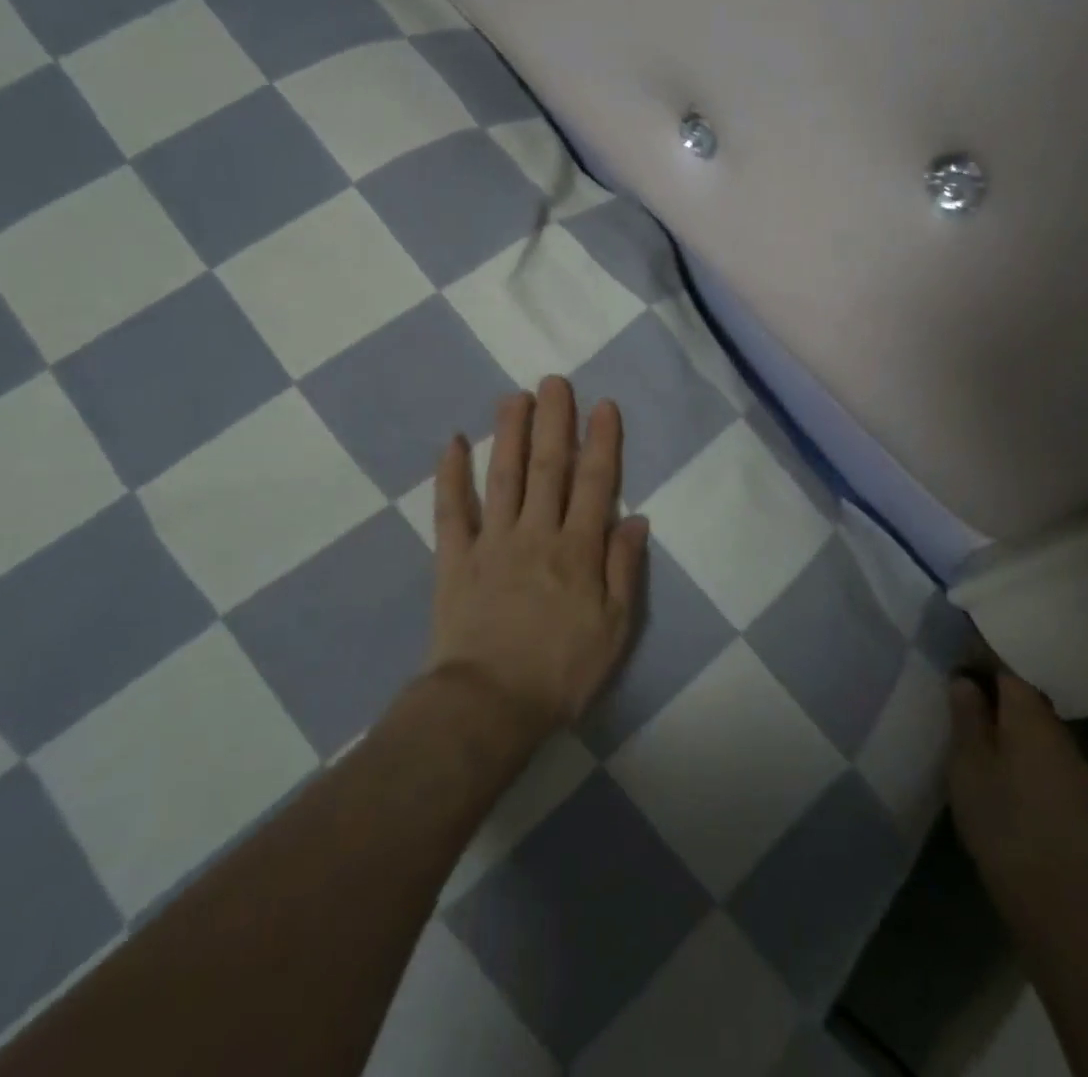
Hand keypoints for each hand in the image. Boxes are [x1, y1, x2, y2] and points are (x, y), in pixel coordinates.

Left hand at [425, 377, 648, 738]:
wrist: (488, 706)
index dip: (601, 441)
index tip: (604, 405)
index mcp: (578, 549)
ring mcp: (491, 542)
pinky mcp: (454, 559)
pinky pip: (451, 510)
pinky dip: (450, 476)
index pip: (595, 483)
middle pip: (548, 467)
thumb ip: (624, 570)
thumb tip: (637, 519)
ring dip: (509, 433)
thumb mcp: (614, 629)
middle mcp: (536, 533)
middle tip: (554, 381)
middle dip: (554, 421)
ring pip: (503, 476)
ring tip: (514, 396)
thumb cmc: (561, 672)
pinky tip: (452, 443)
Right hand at [949, 671, 1087, 932]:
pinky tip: (1005, 771)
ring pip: (1037, 727)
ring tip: (978, 738)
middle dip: (995, 695)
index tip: (956, 668)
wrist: (1053, 897)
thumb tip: (966, 679)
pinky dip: (1023, 750)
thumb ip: (967, 714)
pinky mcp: (1077, 795)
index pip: (1006, 671)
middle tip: (960, 704)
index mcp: (1031, 715)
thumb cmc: (1000, 818)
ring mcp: (1073, 765)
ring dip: (1011, 725)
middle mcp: (1059, 731)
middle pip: (1025, 697)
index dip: (980, 664)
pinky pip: (1045, 753)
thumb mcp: (967, 761)